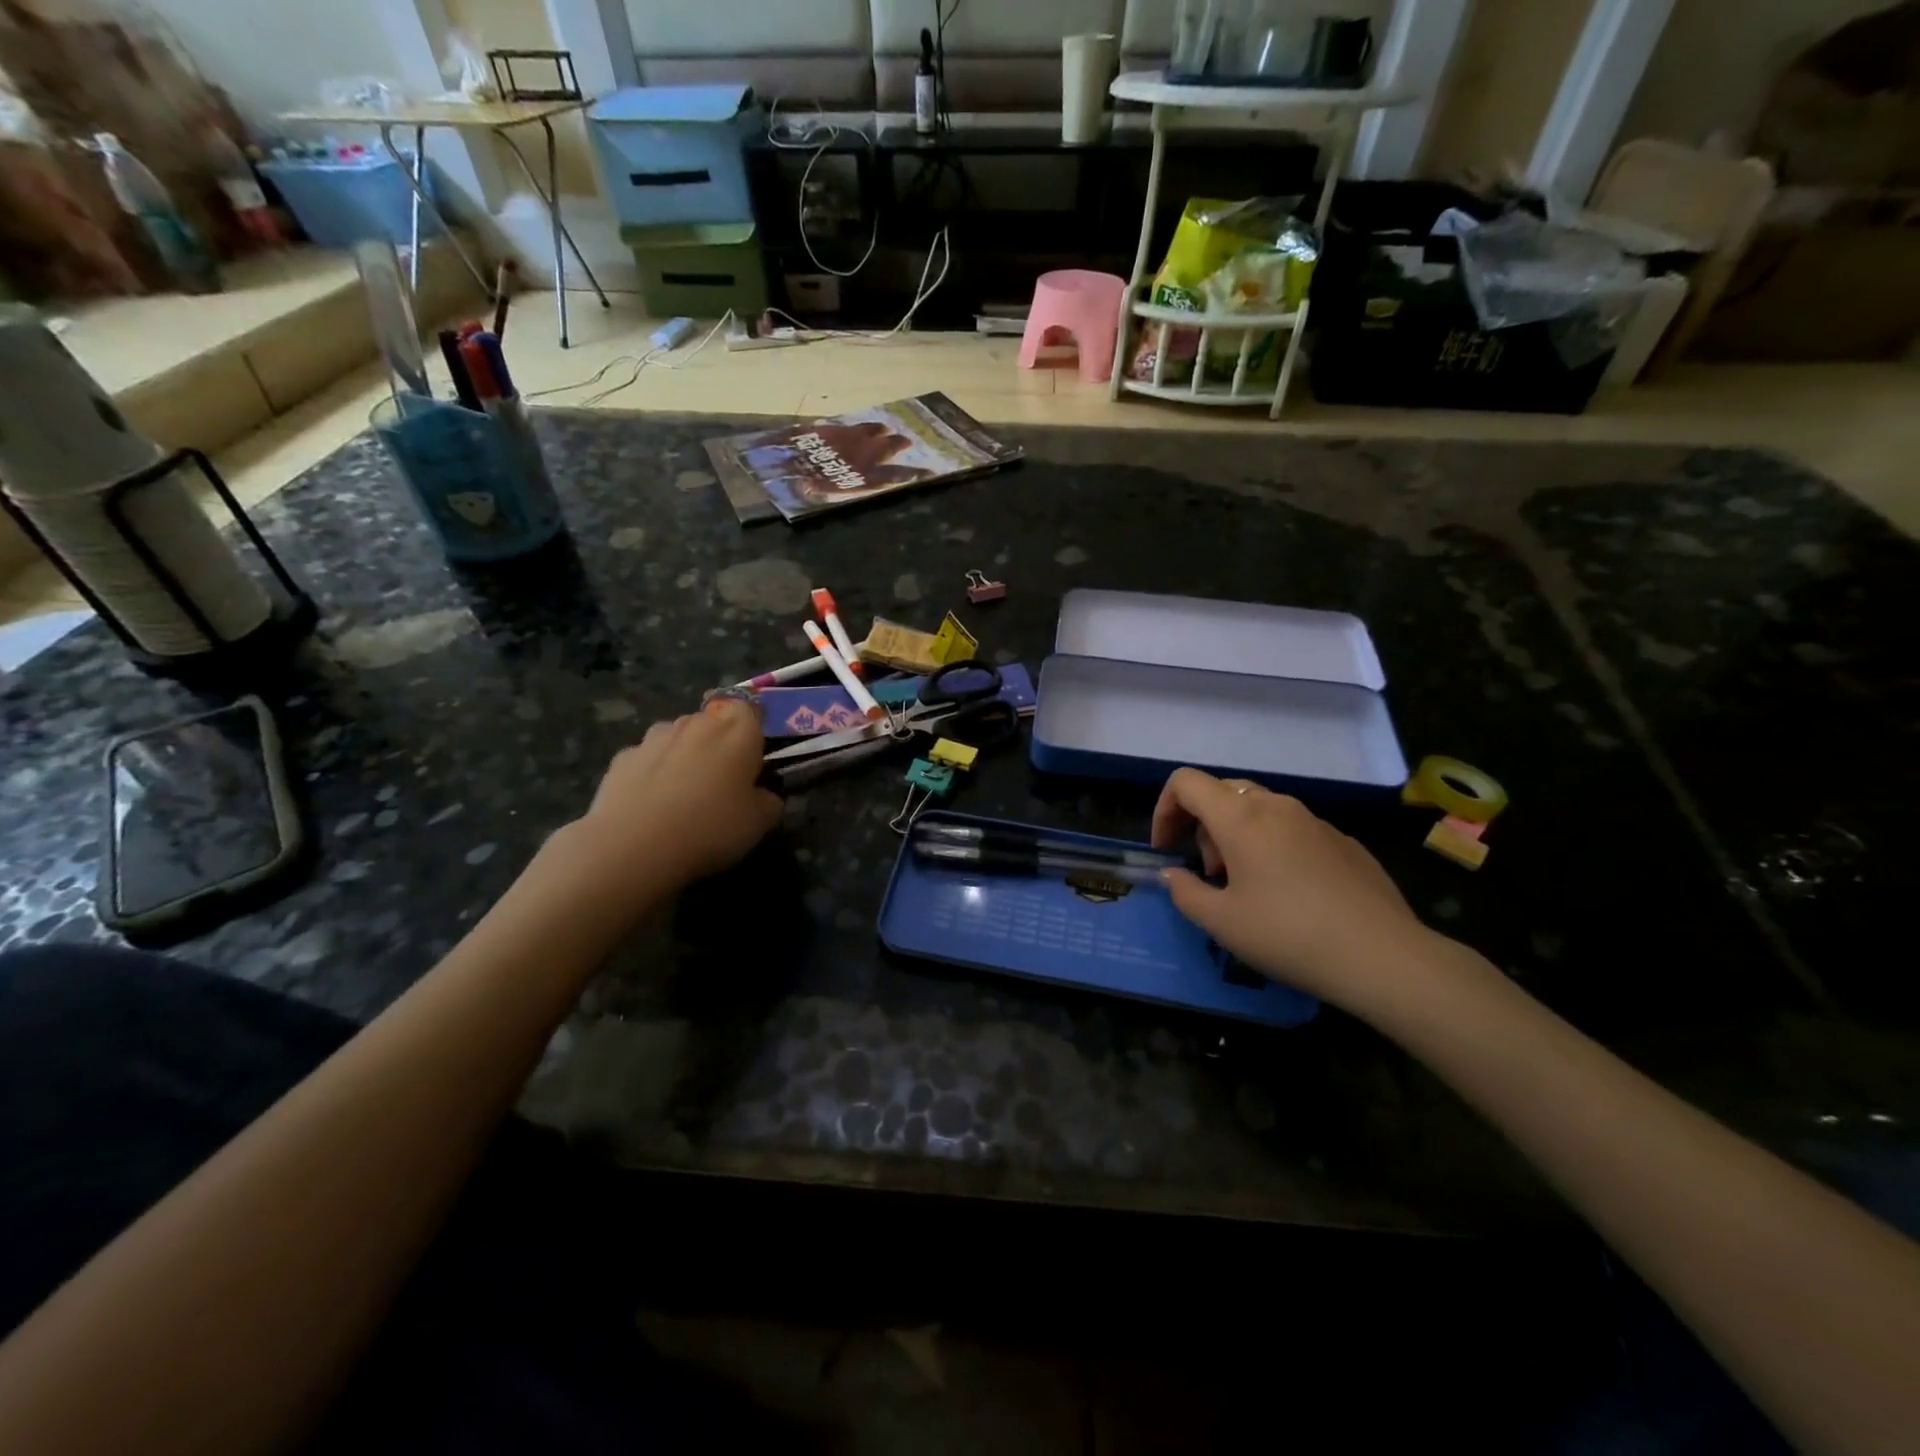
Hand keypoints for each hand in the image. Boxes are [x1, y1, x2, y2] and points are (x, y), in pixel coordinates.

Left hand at [574, 697, 781, 892]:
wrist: (634, 846)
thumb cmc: (711, 827)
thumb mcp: (760, 823)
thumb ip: (769, 801)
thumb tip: (764, 795)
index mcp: (736, 730)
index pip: (751, 709)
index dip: (753, 728)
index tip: (754, 755)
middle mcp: (696, 723)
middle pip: (712, 722)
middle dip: (718, 743)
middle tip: (722, 781)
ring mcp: (654, 738)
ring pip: (677, 737)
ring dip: (684, 754)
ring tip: (683, 793)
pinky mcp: (621, 758)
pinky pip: (646, 759)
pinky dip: (652, 773)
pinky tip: (651, 804)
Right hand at [1151, 768, 1431, 1011]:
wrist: (1384, 957)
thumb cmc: (1289, 935)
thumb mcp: (1221, 922)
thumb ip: (1184, 891)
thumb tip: (1172, 874)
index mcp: (1240, 817)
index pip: (1186, 782)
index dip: (1164, 809)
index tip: (1166, 849)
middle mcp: (1276, 806)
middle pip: (1222, 792)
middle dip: (1201, 825)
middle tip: (1209, 872)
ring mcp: (1314, 820)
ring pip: (1258, 808)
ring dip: (1236, 835)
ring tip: (1246, 885)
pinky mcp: (1342, 840)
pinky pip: (1291, 828)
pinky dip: (1272, 845)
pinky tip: (1288, 892)